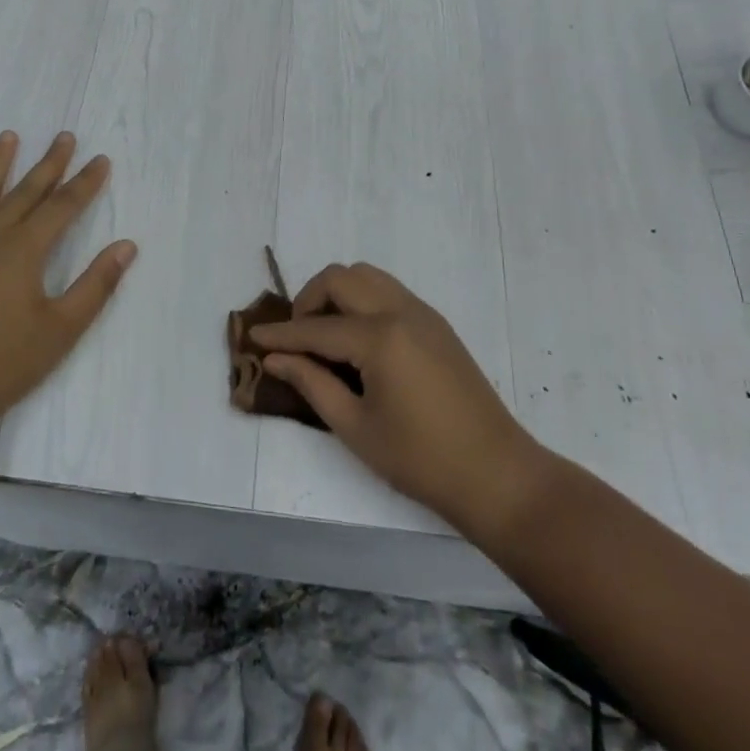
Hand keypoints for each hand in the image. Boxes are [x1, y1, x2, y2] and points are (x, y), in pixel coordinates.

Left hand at [0, 131, 136, 441]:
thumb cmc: (7, 363)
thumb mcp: (63, 328)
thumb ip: (96, 284)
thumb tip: (127, 246)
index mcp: (23, 251)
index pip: (62, 207)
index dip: (85, 183)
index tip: (100, 160)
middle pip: (26, 192)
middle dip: (49, 164)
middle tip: (64, 136)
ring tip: (9, 136)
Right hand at [249, 263, 548, 540]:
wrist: (497, 475)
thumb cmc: (421, 460)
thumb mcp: (356, 427)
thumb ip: (312, 383)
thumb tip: (275, 358)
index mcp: (380, 338)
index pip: (316, 328)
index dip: (281, 335)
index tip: (253, 337)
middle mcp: (400, 311)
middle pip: (341, 278)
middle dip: (309, 300)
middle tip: (296, 338)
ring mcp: (422, 313)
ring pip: (367, 276)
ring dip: (337, 293)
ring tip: (325, 334)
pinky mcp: (436, 323)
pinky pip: (388, 291)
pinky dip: (362, 300)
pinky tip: (357, 339)